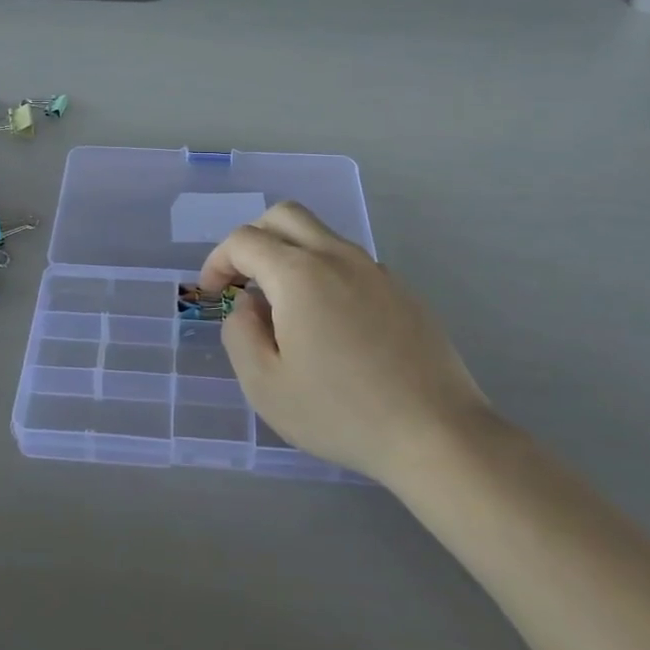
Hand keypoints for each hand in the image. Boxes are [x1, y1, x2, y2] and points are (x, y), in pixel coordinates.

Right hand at [198, 203, 493, 484]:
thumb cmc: (341, 412)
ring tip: (284, 308)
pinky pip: (350, 263)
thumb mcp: (265, 385)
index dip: (218, 260)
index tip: (213, 293)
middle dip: (253, 238)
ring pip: (320, 235)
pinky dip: (324, 273)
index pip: (244, 240)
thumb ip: (239, 333)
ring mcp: (375, 270)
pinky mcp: (402, 290)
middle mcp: (337, 256)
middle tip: (243, 280)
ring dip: (290, 254)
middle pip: (284, 215)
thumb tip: (248, 304)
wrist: (437, 434)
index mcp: (299, 273)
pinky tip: (330, 325)